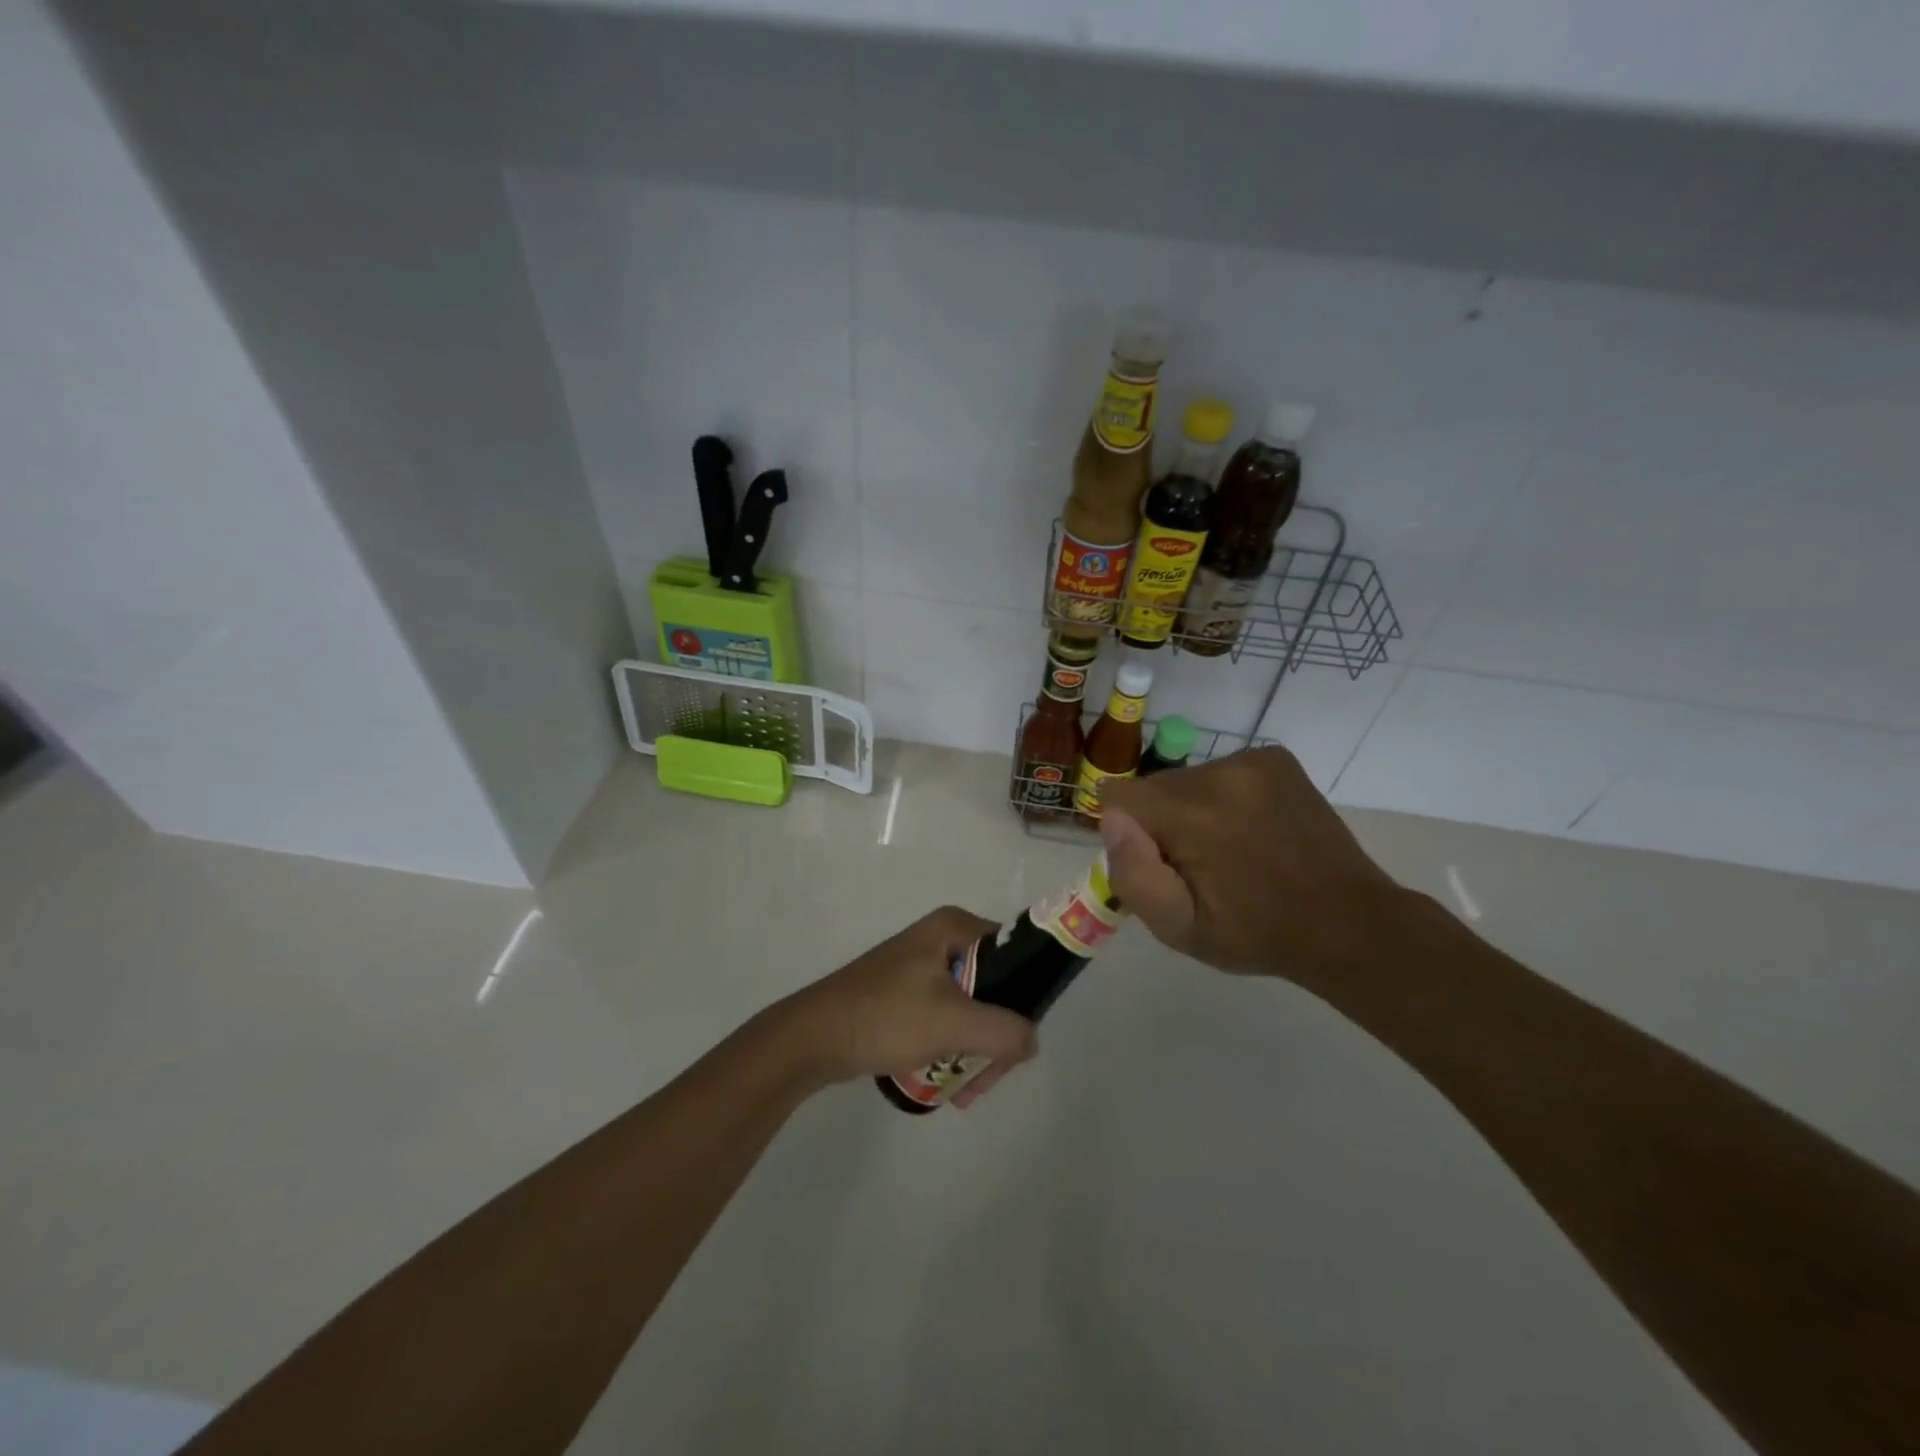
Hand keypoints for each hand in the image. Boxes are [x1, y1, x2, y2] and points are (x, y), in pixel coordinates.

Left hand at [775, 907, 1038, 1106]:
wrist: (813, 1038)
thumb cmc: (886, 1018)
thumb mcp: (953, 1023)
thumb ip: (1005, 1031)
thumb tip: (1031, 1041)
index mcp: (955, 928)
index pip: (1014, 956)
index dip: (1024, 999)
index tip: (1015, 1042)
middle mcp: (942, 939)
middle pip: (995, 988)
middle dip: (996, 1038)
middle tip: (986, 1080)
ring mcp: (922, 966)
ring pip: (973, 1008)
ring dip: (976, 1051)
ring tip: (966, 1091)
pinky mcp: (907, 992)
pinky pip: (948, 1017)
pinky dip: (953, 1047)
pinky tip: (948, 1082)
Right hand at [1098, 746, 1404, 986]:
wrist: (1346, 923)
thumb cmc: (1255, 934)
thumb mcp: (1178, 929)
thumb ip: (1132, 874)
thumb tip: (1113, 820)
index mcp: (1190, 814)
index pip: (1118, 795)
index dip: (1128, 832)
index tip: (1159, 862)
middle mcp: (1218, 773)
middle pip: (1154, 787)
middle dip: (1162, 821)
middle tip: (1199, 865)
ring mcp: (1252, 761)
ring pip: (1189, 779)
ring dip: (1194, 809)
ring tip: (1232, 850)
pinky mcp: (1275, 758)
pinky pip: (1222, 770)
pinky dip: (1225, 796)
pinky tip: (1252, 828)